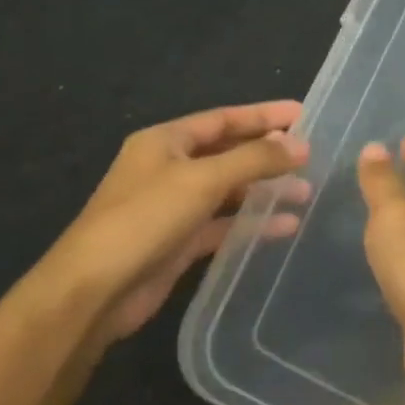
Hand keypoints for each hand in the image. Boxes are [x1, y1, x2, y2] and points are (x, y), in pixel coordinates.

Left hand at [42, 100, 309, 347]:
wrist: (94, 290)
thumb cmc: (145, 219)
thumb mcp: (203, 180)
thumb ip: (254, 159)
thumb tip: (300, 144)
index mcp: (165, 142)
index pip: (223, 119)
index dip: (263, 115)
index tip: (303, 113)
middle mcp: (168, 169)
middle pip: (228, 153)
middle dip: (268, 154)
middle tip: (310, 156)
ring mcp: (173, 207)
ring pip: (228, 191)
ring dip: (265, 190)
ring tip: (305, 192)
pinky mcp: (179, 242)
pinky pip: (223, 224)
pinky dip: (252, 223)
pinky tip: (285, 226)